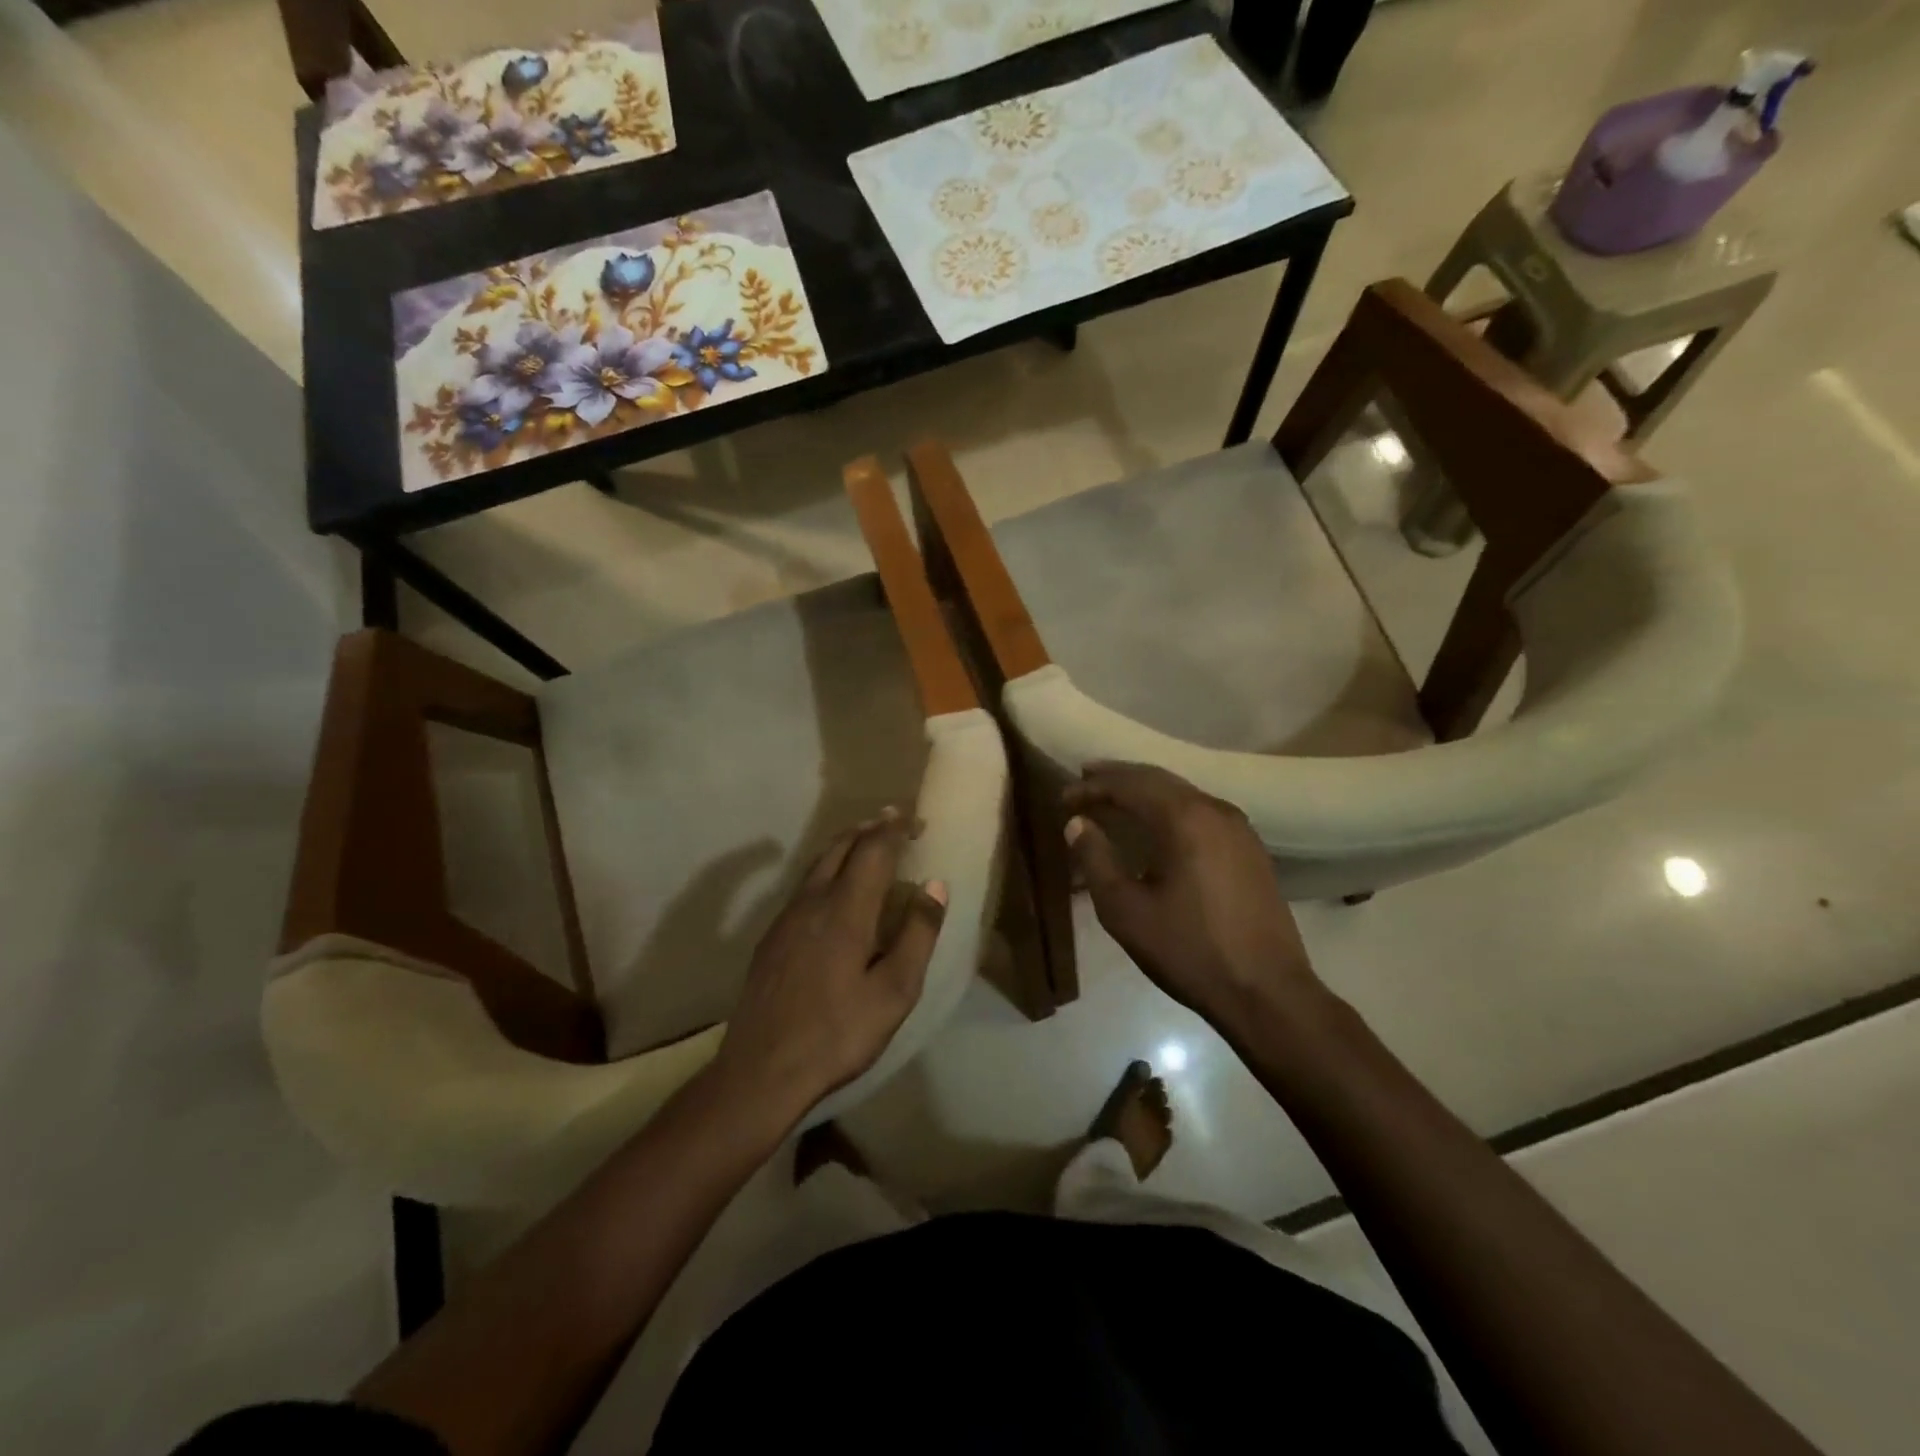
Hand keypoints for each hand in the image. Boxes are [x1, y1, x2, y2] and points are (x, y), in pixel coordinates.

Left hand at [713, 809, 946, 1123]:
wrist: (761, 1070)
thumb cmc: (837, 1034)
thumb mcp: (894, 992)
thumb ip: (917, 934)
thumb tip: (935, 884)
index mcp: (846, 910)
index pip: (873, 850)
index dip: (894, 828)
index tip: (914, 817)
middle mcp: (813, 902)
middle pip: (841, 846)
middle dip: (869, 828)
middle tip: (894, 821)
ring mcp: (786, 918)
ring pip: (818, 863)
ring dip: (846, 845)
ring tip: (867, 843)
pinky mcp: (772, 937)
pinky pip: (805, 885)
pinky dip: (828, 868)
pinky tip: (835, 889)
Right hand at [1063, 763, 1320, 1037]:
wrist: (1267, 993)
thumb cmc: (1188, 950)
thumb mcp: (1126, 910)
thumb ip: (1096, 859)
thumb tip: (1077, 823)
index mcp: (1184, 818)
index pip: (1129, 786)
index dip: (1093, 787)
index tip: (1064, 798)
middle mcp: (1215, 810)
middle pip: (1159, 780)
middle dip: (1119, 778)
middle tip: (1086, 779)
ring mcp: (1240, 829)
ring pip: (1184, 794)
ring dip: (1146, 792)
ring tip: (1115, 798)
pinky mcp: (1251, 850)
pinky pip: (1202, 812)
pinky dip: (1171, 809)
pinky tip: (1158, 826)